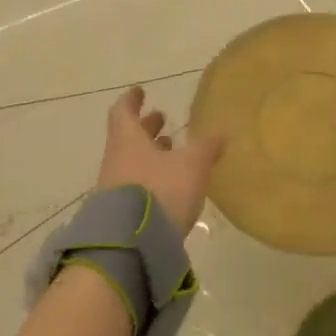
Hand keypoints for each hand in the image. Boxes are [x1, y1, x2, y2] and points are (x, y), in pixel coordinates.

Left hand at [96, 87, 223, 233]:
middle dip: (145, 127)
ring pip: (131, 160)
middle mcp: (116, 159)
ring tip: (170, 149)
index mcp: (128, 139)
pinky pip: (134, 183)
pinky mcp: (121, 212)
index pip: (123, 111)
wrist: (132, 245)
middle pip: (127, 136)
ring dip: (149, 152)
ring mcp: (115, 186)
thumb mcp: (191, 166)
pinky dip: (150, 175)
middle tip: (162, 119)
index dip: (132, 100)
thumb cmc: (161, 191)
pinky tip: (168, 183)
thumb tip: (220, 131)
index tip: (140, 91)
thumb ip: (206, 147)